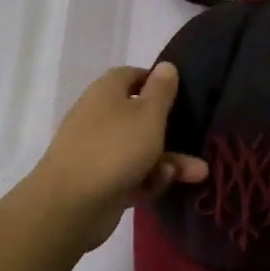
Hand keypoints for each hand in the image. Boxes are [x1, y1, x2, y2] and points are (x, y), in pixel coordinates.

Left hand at [30, 64, 208, 249]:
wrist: (71, 204)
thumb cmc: (116, 148)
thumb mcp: (149, 114)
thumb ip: (161, 90)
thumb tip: (166, 65)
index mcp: (106, 91)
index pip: (132, 76)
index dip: (156, 82)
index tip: (180, 94)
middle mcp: (99, 116)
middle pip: (139, 116)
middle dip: (170, 130)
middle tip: (197, 139)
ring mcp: (97, 150)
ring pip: (139, 149)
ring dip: (168, 160)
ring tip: (198, 173)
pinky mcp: (99, 181)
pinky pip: (130, 174)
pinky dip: (147, 178)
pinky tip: (160, 185)